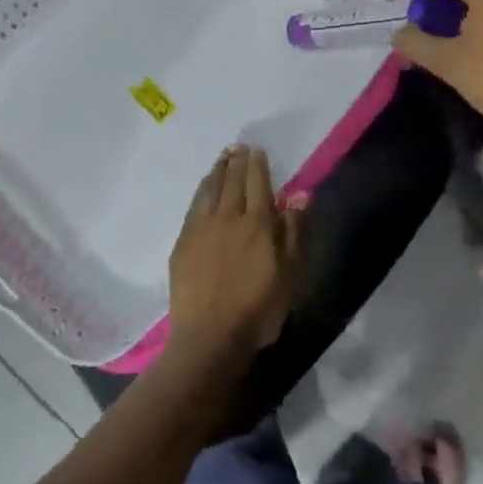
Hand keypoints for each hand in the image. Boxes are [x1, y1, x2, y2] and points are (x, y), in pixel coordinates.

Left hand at [168, 146, 302, 359]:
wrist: (210, 337)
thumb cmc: (258, 309)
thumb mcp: (290, 274)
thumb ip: (294, 232)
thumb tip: (299, 195)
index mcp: (257, 223)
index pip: (257, 182)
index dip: (257, 164)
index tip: (257, 150)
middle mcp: (228, 216)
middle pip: (232, 180)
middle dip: (237, 161)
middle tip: (239, 147)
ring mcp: (201, 227)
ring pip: (210, 188)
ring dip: (218, 170)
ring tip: (223, 157)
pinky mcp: (183, 242)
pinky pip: (194, 205)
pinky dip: (202, 189)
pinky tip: (205, 187)